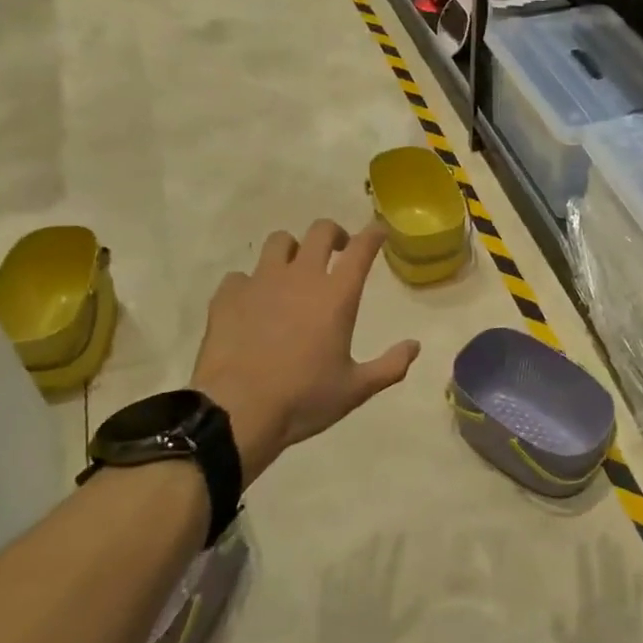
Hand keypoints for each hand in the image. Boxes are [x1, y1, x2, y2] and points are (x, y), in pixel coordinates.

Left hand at [192, 220, 419, 484]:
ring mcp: (260, 282)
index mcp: (336, 296)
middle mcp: (300, 277)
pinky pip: (241, 275)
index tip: (378, 232)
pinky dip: (251, 283)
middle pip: (320, 231)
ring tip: (293, 271)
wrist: (237, 411)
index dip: (373, 234)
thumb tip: (414, 346)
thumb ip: (390, 366)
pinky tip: (252, 304)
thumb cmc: (304, 399)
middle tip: (338, 251)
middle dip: (334, 234)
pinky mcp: (228, 295)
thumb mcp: (356, 389)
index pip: (362, 249)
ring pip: (279, 241)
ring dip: (292, 250)